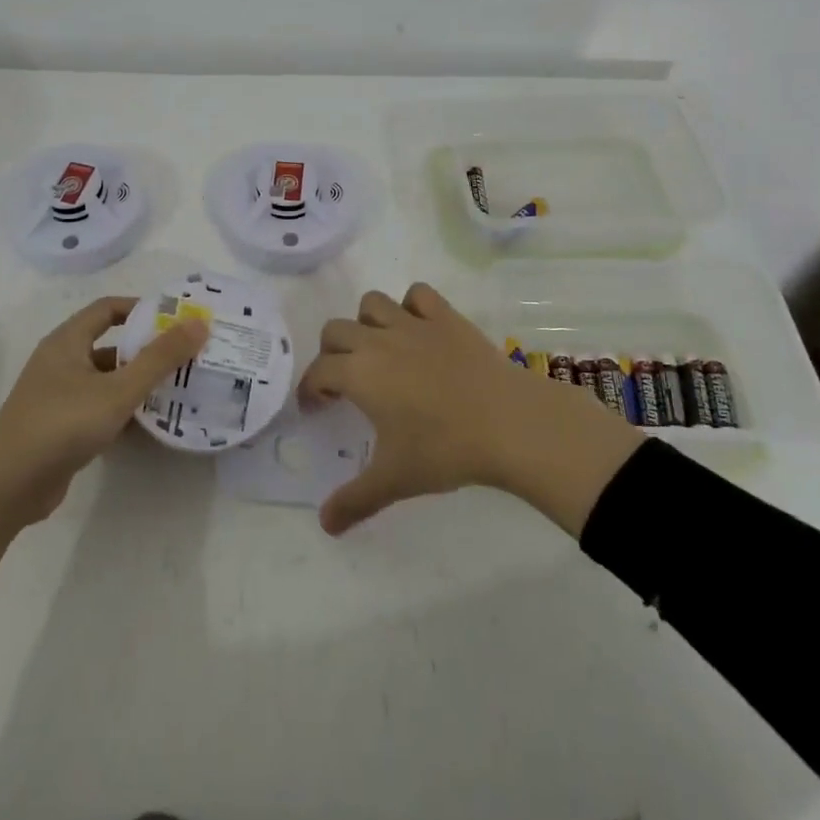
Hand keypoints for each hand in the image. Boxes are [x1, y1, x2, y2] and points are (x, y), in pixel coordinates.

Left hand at [0, 297, 205, 617]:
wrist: (6, 487)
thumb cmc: (61, 424)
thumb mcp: (117, 390)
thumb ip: (159, 358)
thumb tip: (199, 323)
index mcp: (67, 341)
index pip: (107, 308)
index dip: (141, 308)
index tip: (176, 318)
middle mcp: (61, 362)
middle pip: (110, 345)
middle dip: (147, 349)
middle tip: (187, 355)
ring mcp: (59, 396)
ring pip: (107, 380)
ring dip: (138, 383)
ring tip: (179, 388)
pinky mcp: (61, 428)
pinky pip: (100, 408)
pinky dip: (124, 411)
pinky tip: (152, 423)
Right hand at [298, 282, 643, 536]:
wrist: (509, 423)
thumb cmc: (445, 450)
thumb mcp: (395, 480)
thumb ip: (354, 500)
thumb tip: (324, 525)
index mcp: (358, 373)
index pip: (318, 371)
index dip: (310, 388)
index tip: (316, 407)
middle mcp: (378, 341)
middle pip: (335, 330)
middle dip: (331, 353)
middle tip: (345, 382)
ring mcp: (413, 324)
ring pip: (372, 303)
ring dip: (366, 323)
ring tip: (378, 351)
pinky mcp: (446, 317)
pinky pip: (418, 294)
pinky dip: (411, 306)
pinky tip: (418, 330)